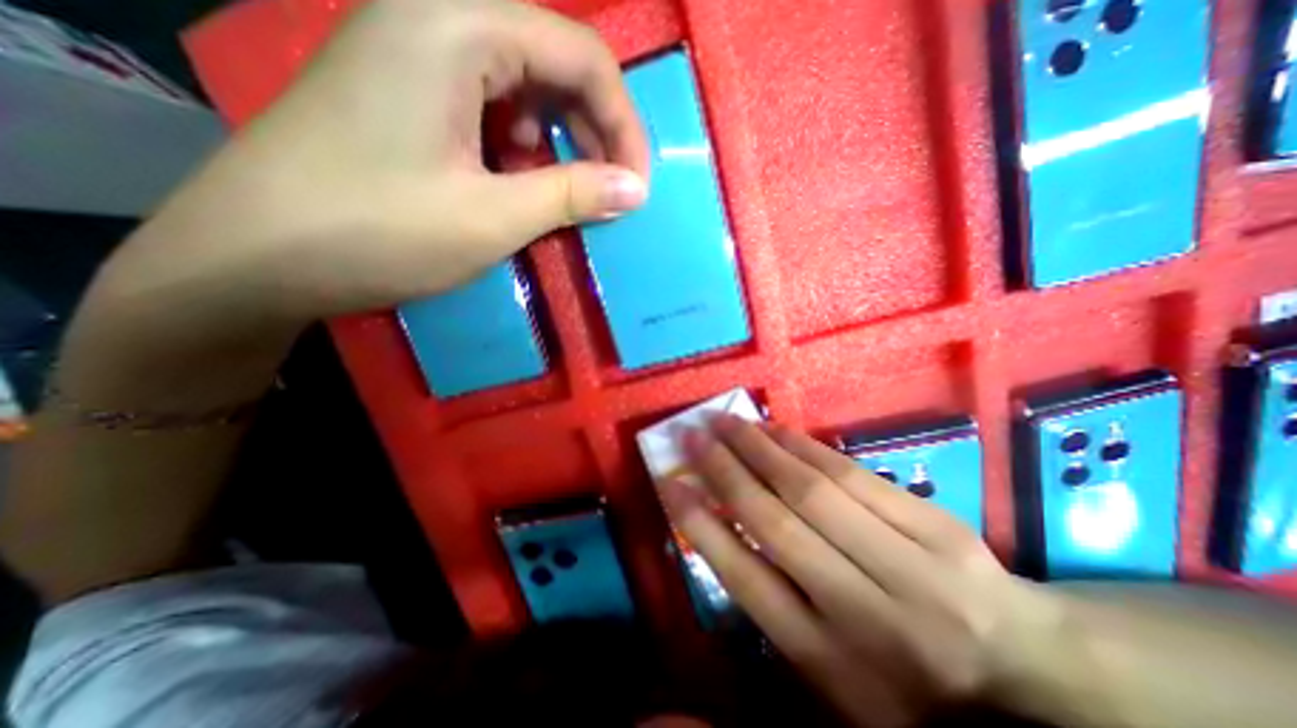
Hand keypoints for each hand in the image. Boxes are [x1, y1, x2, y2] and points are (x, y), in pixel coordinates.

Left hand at [106, 1, 647, 327]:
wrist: (255, 257)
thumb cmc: (378, 232)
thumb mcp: (493, 217)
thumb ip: (574, 194)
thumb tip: (636, 190)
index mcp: (456, 25)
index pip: (581, 55)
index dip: (623, 123)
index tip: (636, 186)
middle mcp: (435, 17)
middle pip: (554, 62)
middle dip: (595, 131)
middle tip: (610, 191)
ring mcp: (416, 53)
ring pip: (524, 85)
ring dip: (560, 140)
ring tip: (565, 190)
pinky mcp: (407, 91)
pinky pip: (491, 105)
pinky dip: (522, 145)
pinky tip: (518, 180)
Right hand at [663, 417, 1068, 725]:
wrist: (1020, 666)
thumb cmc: (904, 675)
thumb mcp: (829, 668)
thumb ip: (773, 604)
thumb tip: (718, 528)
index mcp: (829, 661)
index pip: (746, 579)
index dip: (701, 525)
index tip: (671, 483)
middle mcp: (864, 613)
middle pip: (776, 524)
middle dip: (725, 472)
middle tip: (694, 436)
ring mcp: (909, 566)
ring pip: (812, 490)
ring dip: (759, 448)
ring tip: (726, 422)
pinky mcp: (935, 526)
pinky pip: (852, 474)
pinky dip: (805, 446)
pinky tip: (775, 429)